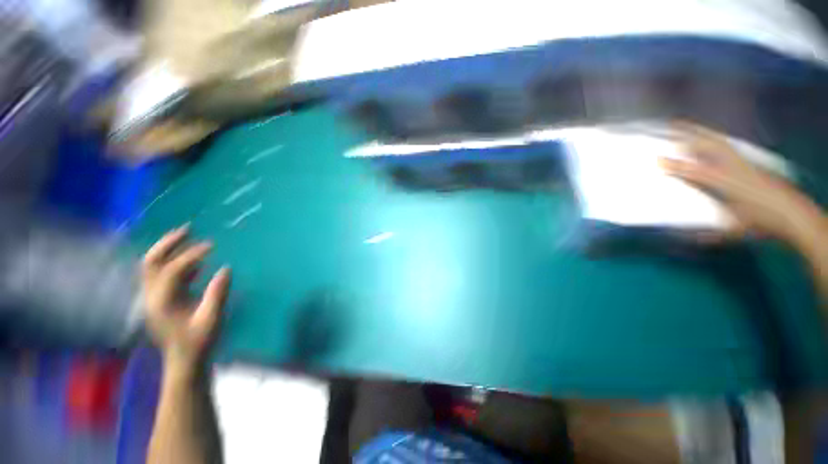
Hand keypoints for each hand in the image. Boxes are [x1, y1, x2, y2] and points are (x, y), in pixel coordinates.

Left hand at [142, 225, 230, 373]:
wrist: (184, 367)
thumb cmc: (197, 348)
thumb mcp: (210, 324)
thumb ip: (217, 296)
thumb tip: (226, 269)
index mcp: (162, 302)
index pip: (174, 269)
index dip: (192, 255)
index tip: (211, 246)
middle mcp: (151, 296)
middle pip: (152, 259)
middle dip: (169, 242)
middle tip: (188, 229)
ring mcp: (150, 299)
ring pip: (151, 265)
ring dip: (166, 249)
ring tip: (184, 238)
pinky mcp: (155, 302)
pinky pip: (156, 274)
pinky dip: (169, 263)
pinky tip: (187, 264)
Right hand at [661, 122, 823, 244]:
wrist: (784, 208)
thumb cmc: (760, 221)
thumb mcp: (736, 230)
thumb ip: (714, 233)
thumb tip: (694, 238)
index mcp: (725, 182)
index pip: (696, 171)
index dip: (677, 167)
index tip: (659, 161)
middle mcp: (728, 164)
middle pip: (704, 142)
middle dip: (685, 133)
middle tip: (668, 125)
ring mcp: (737, 158)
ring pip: (712, 137)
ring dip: (697, 130)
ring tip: (684, 124)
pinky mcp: (743, 157)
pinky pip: (722, 141)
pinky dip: (711, 136)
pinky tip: (708, 137)